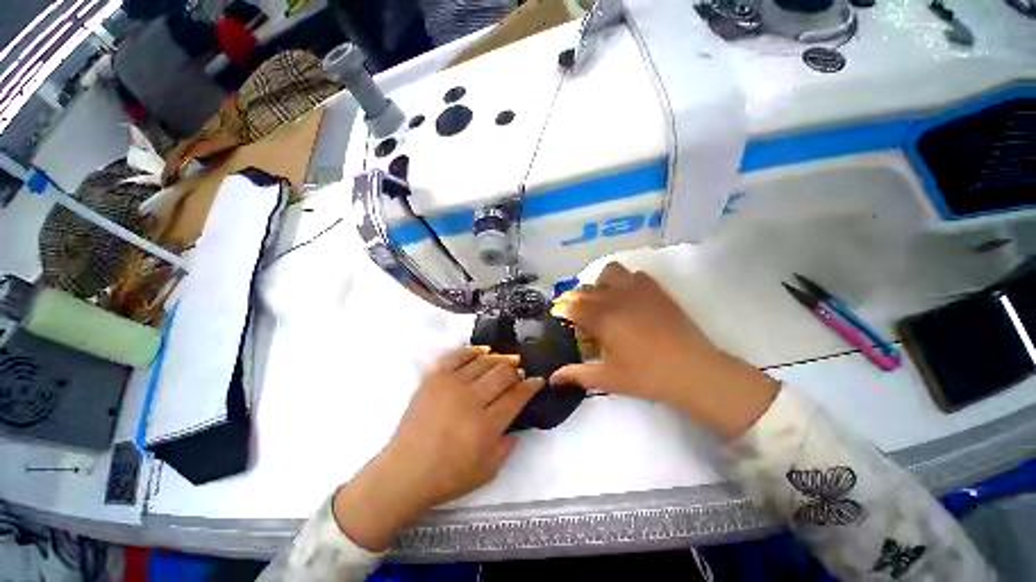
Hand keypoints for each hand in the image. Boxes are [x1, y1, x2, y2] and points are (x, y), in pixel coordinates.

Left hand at [333, 347, 542, 550]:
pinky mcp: (435, 378)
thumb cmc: (447, 476)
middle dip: (516, 370)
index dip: (530, 386)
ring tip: (506, 360)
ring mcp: (452, 385)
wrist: (404, 472)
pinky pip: (458, 355)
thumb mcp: (487, 471)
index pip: (516, 396)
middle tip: (519, 370)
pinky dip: (472, 351)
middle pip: (502, 374)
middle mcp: (472, 399)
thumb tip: (518, 426)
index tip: (537, 379)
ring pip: (484, 362)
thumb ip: (508, 447)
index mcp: (487, 425)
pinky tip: (483, 351)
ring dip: (499, 359)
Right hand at [551, 262, 778, 439]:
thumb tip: (552, 379)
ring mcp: (637, 290)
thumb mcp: (608, 379)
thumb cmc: (647, 377)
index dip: (561, 307)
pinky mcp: (656, 290)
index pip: (572, 306)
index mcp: (602, 320)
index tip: (556, 312)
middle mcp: (615, 299)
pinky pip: (635, 274)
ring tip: (602, 298)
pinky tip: (627, 295)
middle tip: (575, 310)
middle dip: (575, 297)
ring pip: (610, 272)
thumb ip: (577, 375)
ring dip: (600, 282)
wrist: (693, 371)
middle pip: (586, 289)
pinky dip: (625, 280)